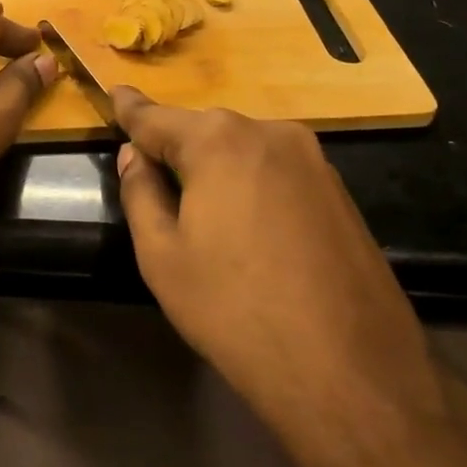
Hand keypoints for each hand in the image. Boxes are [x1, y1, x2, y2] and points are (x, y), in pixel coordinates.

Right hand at [111, 88, 448, 466]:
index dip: (130, 109)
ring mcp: (313, 160)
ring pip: (244, 150)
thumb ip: (141, 194)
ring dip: (217, 168)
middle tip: (153, 176)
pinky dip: (253, 184)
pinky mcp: (340, 190)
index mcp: (218, 141)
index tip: (115, 92)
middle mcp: (269, 133)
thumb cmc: (236, 312)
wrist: (351, 375)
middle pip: (204, 131)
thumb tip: (133, 155)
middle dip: (176, 148)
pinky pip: (277, 171)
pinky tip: (250, 230)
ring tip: (202, 213)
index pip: (157, 118)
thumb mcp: (164, 258)